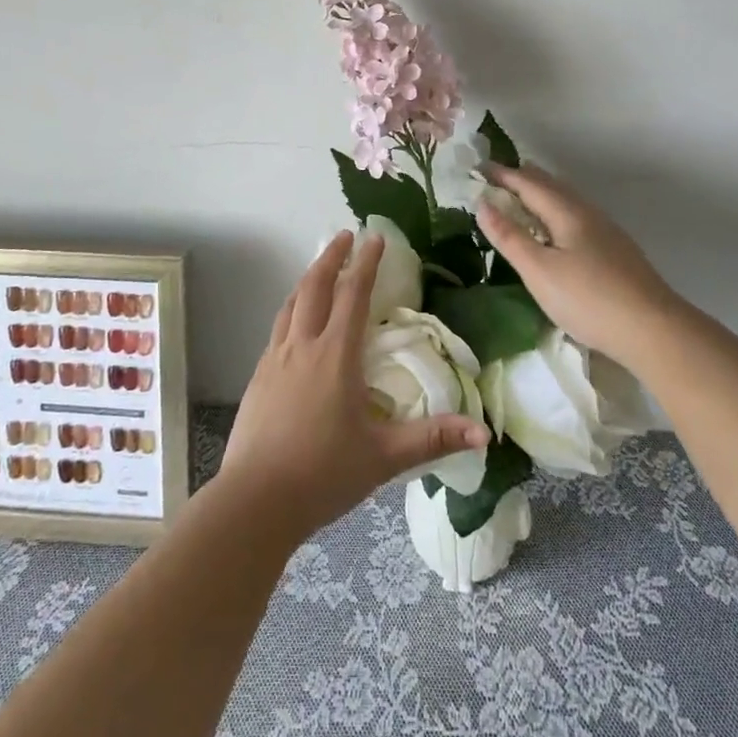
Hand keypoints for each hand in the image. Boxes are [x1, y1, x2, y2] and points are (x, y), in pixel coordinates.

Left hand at [219, 232, 489, 543]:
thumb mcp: (383, 457)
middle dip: (331, 256)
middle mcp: (303, 346)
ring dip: (308, 278)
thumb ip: (432, 439)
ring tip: (320, 268)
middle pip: (316, 286)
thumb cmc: (323, 474)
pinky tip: (295, 322)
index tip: (374, 237)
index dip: (366, 263)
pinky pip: (278, 327)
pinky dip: (292, 308)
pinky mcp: (258, 377)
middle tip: (345, 235)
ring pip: (291, 303)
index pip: (353, 295)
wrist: (255, 501)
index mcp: (335, 356)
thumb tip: (483, 434)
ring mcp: (274, 359)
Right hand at [476, 162, 680, 360]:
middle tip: (496, 178)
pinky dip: (554, 211)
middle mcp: (587, 212)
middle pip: (550, 184)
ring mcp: (605, 230)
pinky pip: (575, 215)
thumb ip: (509, 236)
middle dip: (521, 178)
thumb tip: (482, 203)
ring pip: (566, 199)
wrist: (654, 329)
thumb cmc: (588, 298)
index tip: (477, 167)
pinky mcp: (615, 249)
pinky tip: (555, 230)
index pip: (527, 182)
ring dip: (540, 194)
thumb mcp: (539, 271)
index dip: (502, 174)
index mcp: (566, 211)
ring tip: (520, 200)